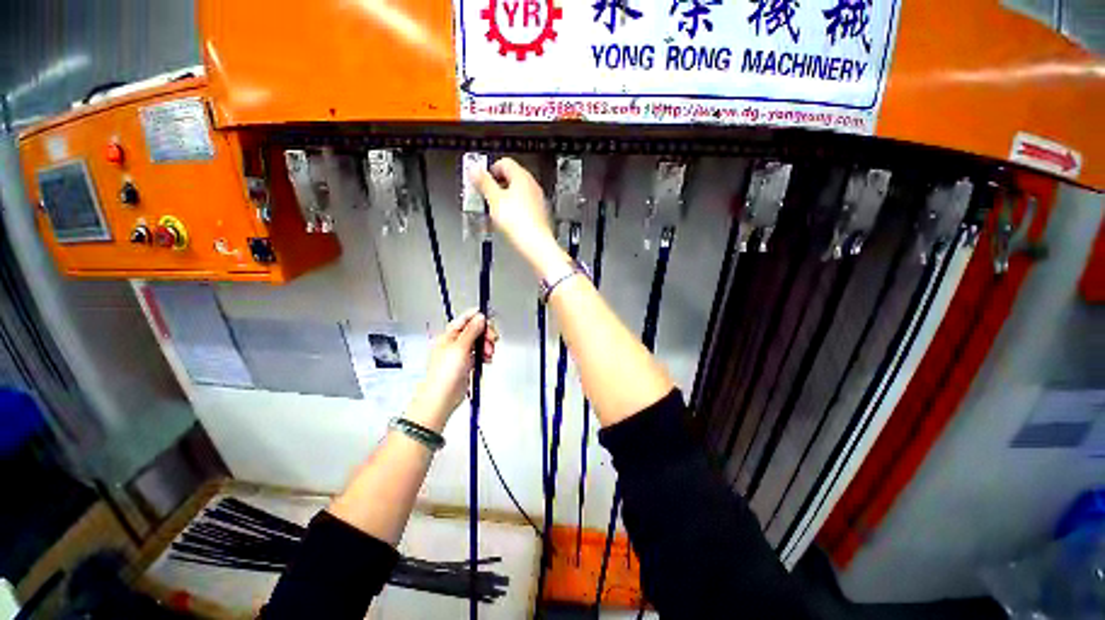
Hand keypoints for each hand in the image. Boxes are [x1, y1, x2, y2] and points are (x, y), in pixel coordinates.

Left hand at [406, 310, 498, 431]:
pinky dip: (485, 355)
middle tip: (491, 340)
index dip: (479, 318)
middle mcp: (455, 342)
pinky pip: (480, 354)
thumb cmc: (444, 374)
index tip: (490, 321)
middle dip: (486, 334)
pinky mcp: (467, 363)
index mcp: (450, 335)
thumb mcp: (460, 347)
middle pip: (476, 330)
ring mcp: (461, 353)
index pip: (466, 319)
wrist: (442, 398)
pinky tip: (486, 360)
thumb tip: (480, 317)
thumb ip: (472, 331)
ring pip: (479, 342)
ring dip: (487, 345)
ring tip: (488, 353)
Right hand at [471, 158, 565, 275]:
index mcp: (522, 177)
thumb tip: (475, 170)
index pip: (504, 162)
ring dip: (502, 201)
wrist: (536, 245)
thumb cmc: (519, 224)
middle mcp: (532, 186)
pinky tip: (505, 223)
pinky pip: (522, 209)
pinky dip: (512, 212)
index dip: (490, 170)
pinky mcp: (538, 215)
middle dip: (495, 188)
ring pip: (516, 195)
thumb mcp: (494, 200)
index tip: (480, 181)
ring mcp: (537, 201)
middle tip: (484, 197)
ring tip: (492, 213)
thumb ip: (484, 183)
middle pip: (510, 179)